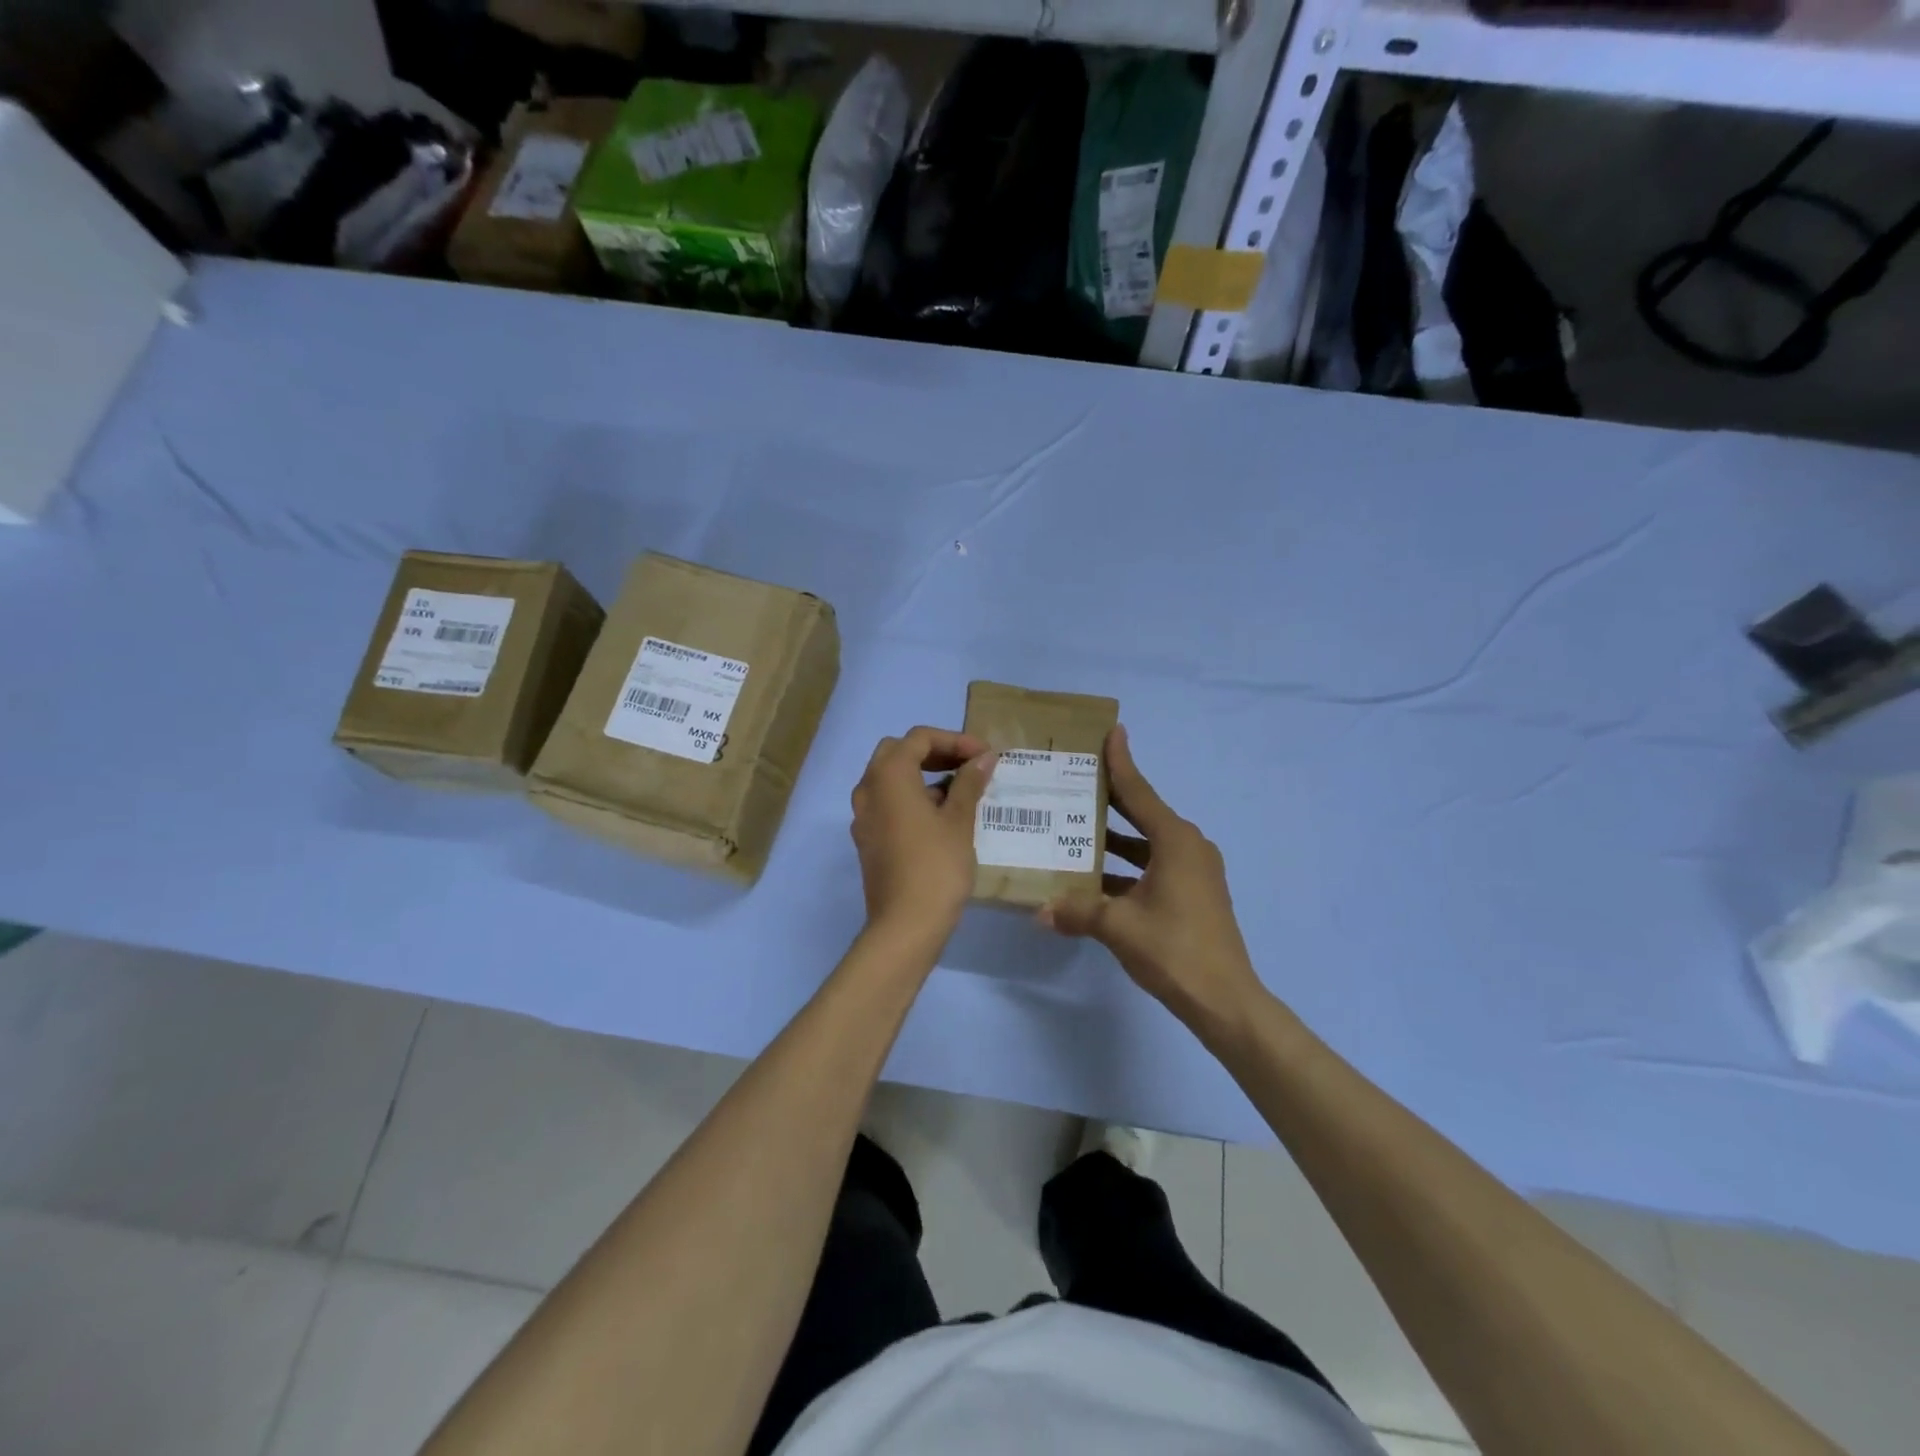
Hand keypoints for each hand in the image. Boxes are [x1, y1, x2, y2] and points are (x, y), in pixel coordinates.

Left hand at [850, 727, 996, 947]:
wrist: (905, 925)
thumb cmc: (936, 866)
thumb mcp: (959, 821)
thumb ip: (969, 783)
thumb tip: (984, 758)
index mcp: (888, 776)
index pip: (919, 738)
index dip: (955, 740)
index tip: (985, 756)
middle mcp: (868, 789)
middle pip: (898, 752)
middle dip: (935, 752)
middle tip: (968, 766)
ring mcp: (863, 816)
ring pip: (890, 779)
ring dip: (923, 775)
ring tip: (960, 791)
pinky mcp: (867, 839)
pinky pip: (888, 803)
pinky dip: (912, 798)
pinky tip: (941, 818)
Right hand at [1040, 724, 1265, 1037]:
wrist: (1225, 1000)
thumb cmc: (1173, 949)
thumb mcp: (1118, 926)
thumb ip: (1076, 911)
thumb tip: (1040, 912)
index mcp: (1175, 841)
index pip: (1139, 792)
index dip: (1121, 762)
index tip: (1112, 732)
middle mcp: (1188, 847)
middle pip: (1143, 813)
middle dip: (1112, 798)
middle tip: (1079, 779)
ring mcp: (1195, 871)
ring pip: (1147, 843)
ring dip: (1116, 838)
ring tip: (1076, 829)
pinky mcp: (1194, 894)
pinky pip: (1154, 866)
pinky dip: (1127, 867)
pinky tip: (1095, 878)